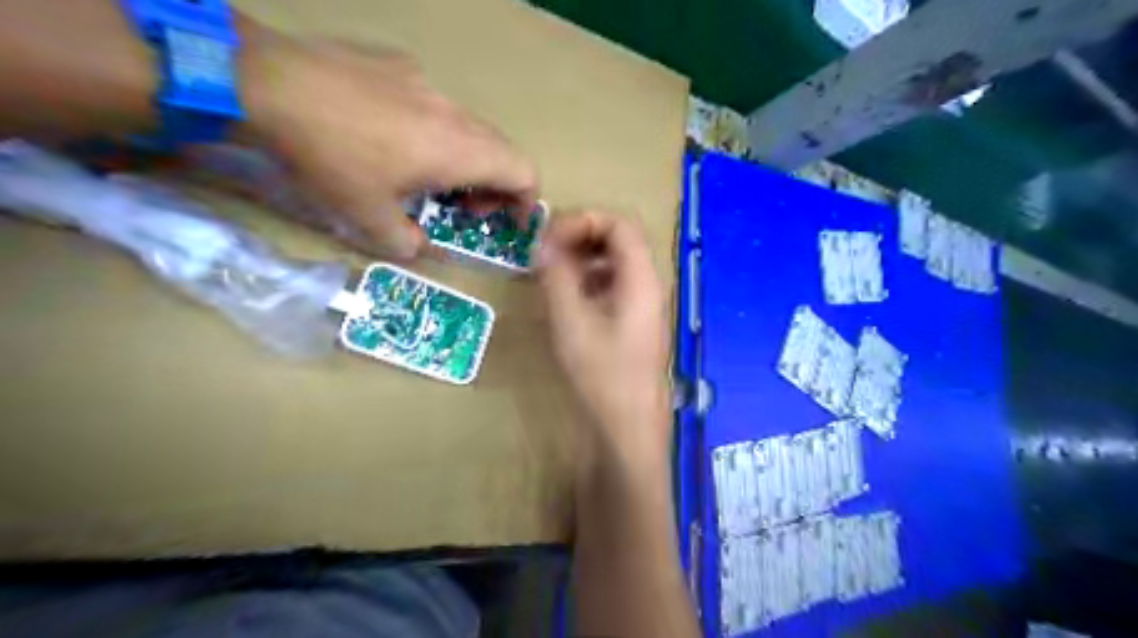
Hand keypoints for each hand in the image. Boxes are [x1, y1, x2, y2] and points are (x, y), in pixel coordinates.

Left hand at [236, 24, 538, 255]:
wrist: (266, 82)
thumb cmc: (331, 158)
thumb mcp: (368, 218)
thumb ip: (406, 243)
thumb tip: (417, 246)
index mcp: (459, 150)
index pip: (524, 171)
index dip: (527, 200)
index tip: (507, 220)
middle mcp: (453, 113)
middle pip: (500, 149)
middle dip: (494, 185)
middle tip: (462, 207)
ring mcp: (425, 83)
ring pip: (468, 126)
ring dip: (464, 158)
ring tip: (424, 174)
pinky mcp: (397, 65)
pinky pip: (432, 103)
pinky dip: (431, 129)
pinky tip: (386, 135)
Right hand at [538, 211, 667, 460]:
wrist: (627, 427)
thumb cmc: (601, 375)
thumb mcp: (570, 321)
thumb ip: (556, 276)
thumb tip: (543, 242)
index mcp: (641, 279)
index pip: (620, 224)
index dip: (583, 220)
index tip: (549, 237)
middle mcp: (648, 285)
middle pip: (619, 240)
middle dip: (581, 236)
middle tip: (546, 251)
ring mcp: (644, 305)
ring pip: (615, 263)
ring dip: (583, 258)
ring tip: (551, 272)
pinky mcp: (635, 323)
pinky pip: (613, 286)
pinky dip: (588, 280)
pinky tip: (567, 298)